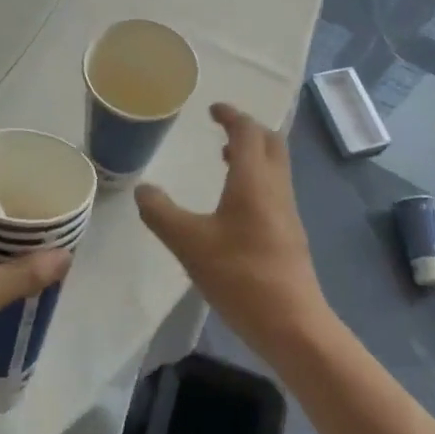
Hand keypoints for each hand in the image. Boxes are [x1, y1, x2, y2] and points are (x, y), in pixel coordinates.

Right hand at [135, 103, 329, 362]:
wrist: (292, 323)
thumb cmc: (240, 275)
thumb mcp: (189, 244)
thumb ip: (161, 213)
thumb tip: (142, 190)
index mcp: (254, 180)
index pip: (248, 131)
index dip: (231, 115)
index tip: (213, 110)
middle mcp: (276, 187)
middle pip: (271, 143)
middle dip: (248, 129)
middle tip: (222, 130)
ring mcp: (287, 211)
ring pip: (275, 167)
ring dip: (254, 155)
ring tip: (225, 160)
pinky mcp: (290, 234)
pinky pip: (275, 189)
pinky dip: (257, 178)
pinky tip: (235, 204)